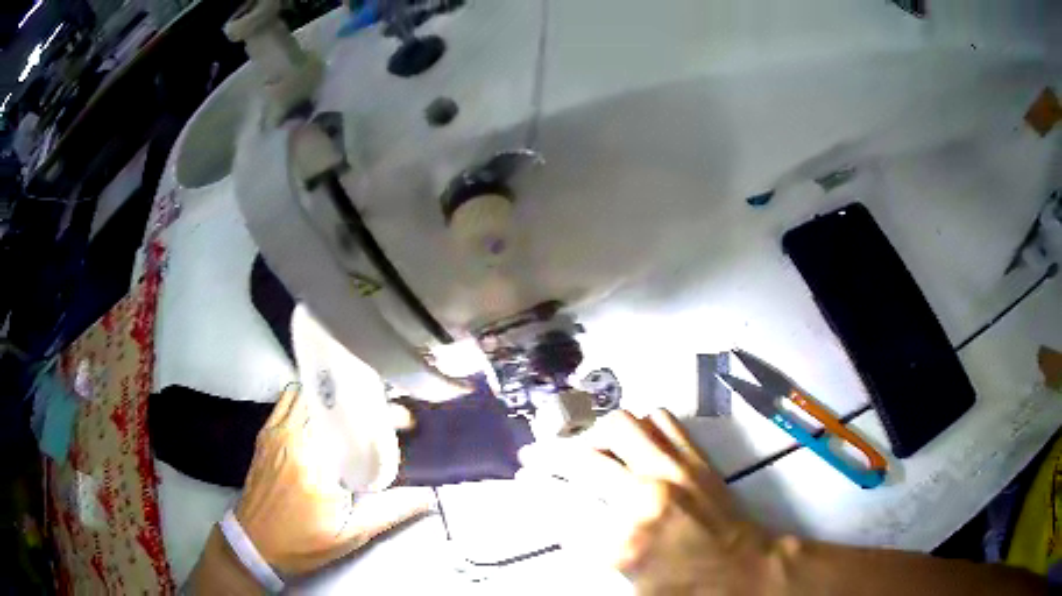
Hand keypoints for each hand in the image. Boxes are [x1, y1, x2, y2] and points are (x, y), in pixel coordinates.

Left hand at [235, 385, 431, 575]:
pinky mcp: (265, 435)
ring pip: (305, 393)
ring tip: (355, 409)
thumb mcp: (350, 534)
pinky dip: (307, 399)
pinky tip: (323, 415)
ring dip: (332, 396)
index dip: (380, 414)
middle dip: (359, 400)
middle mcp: (291, 436)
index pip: (350, 420)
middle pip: (327, 399)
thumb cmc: (302, 542)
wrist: (254, 544)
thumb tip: (427, 496)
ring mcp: (274, 432)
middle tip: (381, 411)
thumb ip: (390, 512)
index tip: (403, 420)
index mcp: (313, 459)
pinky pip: (286, 401)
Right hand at [520, 409, 774, 594]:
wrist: (744, 570)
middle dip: (549, 455)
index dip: (535, 486)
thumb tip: (566, 515)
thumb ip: (592, 547)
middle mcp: (646, 496)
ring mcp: (674, 470)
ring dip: (595, 434)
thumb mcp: (628, 583)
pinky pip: (660, 420)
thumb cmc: (686, 588)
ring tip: (588, 447)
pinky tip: (635, 441)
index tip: (524, 476)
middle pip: (582, 458)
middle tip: (536, 455)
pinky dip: (640, 425)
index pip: (560, 503)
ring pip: (620, 425)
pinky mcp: (696, 458)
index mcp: (624, 541)